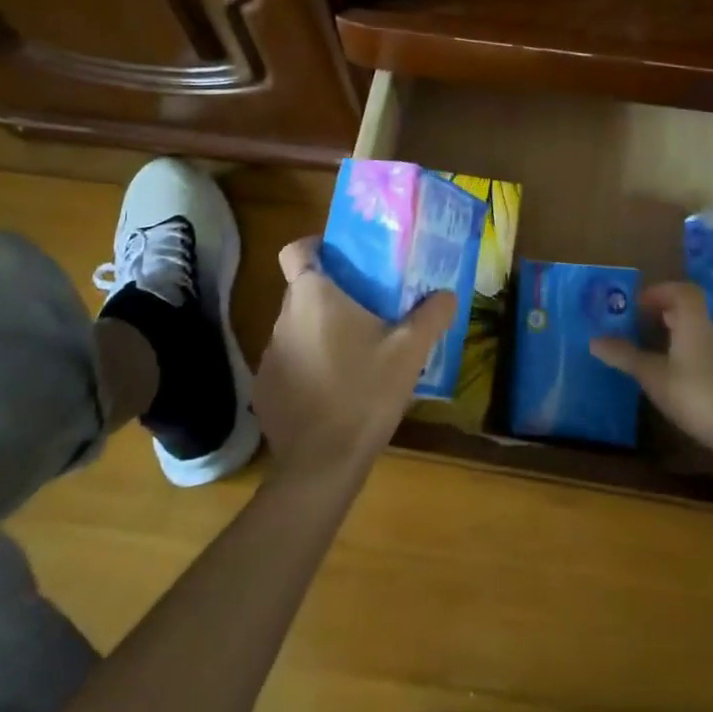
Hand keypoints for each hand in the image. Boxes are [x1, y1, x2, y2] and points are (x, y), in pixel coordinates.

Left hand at [254, 237, 457, 486]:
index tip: (343, 257)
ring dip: (320, 332)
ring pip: (297, 328)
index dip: (316, 247)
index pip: (296, 251)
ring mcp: (269, 356)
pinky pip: (289, 363)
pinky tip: (334, 390)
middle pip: (303, 291)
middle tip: (369, 306)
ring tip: (356, 352)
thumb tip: (447, 294)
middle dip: (332, 294)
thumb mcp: (410, 351)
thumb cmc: (365, 393)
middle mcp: (283, 318)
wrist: (322, 464)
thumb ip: (431, 315)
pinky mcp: (265, 390)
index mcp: (313, 297)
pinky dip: (308, 366)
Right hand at [590, 282, 712, 468]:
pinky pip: (709, 361)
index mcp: (694, 322)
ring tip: (655, 358)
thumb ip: (626, 356)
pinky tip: (679, 385)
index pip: (683, 292)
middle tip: (641, 328)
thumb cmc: (697, 393)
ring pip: (700, 339)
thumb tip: (595, 340)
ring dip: (679, 341)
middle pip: (691, 314)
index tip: (639, 304)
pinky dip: (691, 364)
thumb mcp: (654, 375)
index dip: (660, 292)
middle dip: (666, 316)